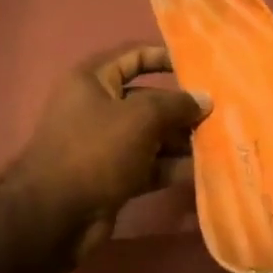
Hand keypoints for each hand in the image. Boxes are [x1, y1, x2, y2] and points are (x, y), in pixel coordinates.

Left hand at [0, 43, 211, 263]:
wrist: (53, 216)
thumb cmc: (95, 150)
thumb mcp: (140, 118)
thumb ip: (176, 104)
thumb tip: (205, 100)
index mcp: (92, 80)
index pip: (133, 56)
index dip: (164, 57)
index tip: (199, 66)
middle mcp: (97, 107)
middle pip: (147, 99)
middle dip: (181, 107)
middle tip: (219, 113)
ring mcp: (104, 144)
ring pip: (151, 135)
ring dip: (181, 139)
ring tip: (218, 142)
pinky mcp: (112, 177)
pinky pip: (148, 164)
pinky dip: (170, 166)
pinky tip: (202, 169)